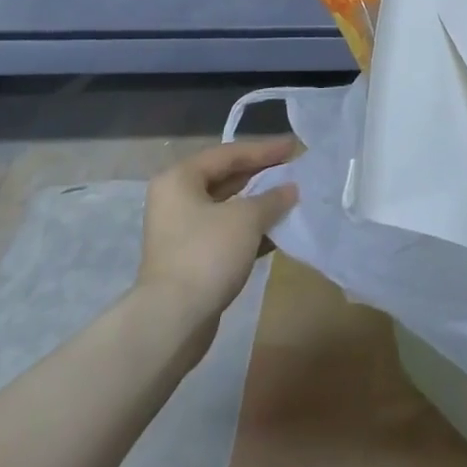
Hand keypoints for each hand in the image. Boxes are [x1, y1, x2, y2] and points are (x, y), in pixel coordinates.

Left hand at [139, 137, 299, 329]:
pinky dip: (250, 229)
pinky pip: (226, 232)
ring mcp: (181, 230)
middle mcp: (176, 199)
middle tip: (293, 170)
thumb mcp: (247, 218)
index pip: (229, 154)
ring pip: (227, 207)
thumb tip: (290, 189)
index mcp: (180, 179)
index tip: (294, 147)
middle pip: (226, 178)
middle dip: (261, 175)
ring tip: (291, 199)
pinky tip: (278, 231)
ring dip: (258, 204)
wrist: (173, 319)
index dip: (264, 150)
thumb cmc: (207, 254)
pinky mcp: (190, 257)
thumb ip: (272, 198)